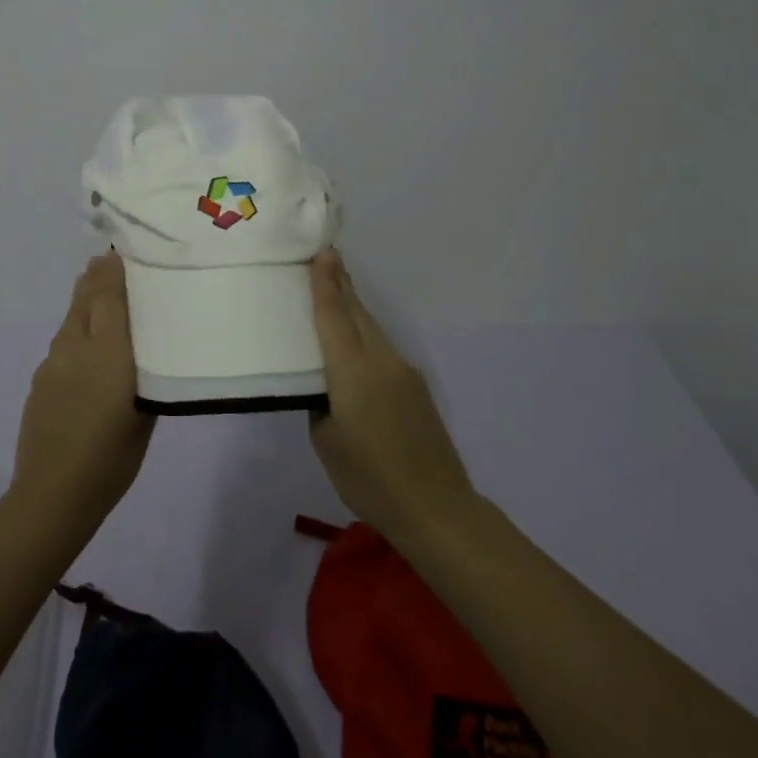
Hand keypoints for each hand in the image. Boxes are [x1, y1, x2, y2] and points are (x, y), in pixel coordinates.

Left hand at [11, 253, 152, 531]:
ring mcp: (52, 361)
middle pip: (86, 297)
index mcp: (108, 351)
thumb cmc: (113, 457)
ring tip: (104, 293)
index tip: (128, 248)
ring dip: (87, 300)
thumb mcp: (145, 410)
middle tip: (116, 261)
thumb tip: (142, 341)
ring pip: (72, 316)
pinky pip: (63, 340)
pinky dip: (77, 328)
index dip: (116, 267)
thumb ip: (144, 368)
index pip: (109, 293)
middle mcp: (76, 345)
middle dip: (99, 275)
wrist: (53, 494)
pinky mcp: (40, 378)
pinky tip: (88, 343)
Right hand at [308, 249, 476, 543]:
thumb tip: (325, 391)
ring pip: (372, 329)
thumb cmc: (370, 479)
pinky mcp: (416, 388)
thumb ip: (321, 406)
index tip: (323, 250)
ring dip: (353, 308)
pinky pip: (383, 348)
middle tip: (324, 258)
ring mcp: (404, 372)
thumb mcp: (327, 443)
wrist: (436, 508)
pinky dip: (365, 335)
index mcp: (353, 372)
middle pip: (357, 313)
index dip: (326, 282)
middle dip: (340, 284)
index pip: (334, 316)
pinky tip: (355, 344)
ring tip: (335, 291)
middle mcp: (381, 361)